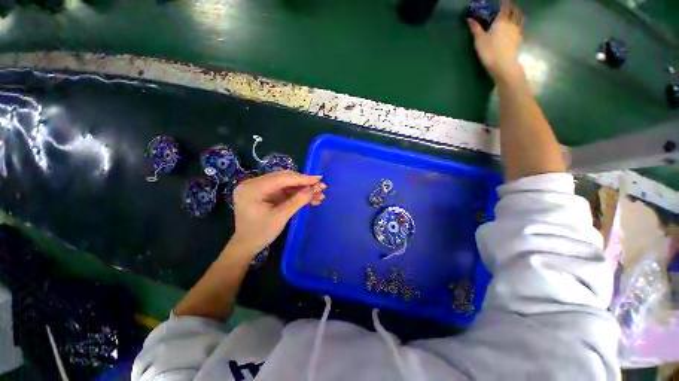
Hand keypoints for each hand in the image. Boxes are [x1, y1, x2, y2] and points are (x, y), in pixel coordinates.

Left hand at [230, 170, 325, 255]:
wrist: (246, 245)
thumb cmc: (260, 233)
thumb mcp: (281, 217)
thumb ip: (298, 200)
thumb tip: (316, 188)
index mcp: (253, 188)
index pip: (282, 178)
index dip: (302, 178)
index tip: (319, 179)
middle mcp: (254, 183)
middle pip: (285, 178)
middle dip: (304, 184)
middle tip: (321, 187)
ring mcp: (260, 187)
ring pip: (287, 184)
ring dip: (303, 189)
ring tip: (318, 195)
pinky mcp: (266, 192)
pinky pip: (284, 190)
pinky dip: (297, 194)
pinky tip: (310, 198)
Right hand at [468, 0, 524, 82]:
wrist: (504, 65)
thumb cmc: (490, 51)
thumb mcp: (479, 40)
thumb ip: (475, 29)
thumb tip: (469, 19)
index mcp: (502, 20)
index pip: (505, 6)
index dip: (504, 2)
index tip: (503, 0)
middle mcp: (512, 22)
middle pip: (515, 11)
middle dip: (512, 7)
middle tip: (508, 8)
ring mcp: (518, 31)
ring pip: (520, 18)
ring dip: (518, 15)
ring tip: (514, 16)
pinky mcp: (520, 40)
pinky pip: (521, 28)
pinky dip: (519, 25)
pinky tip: (516, 29)